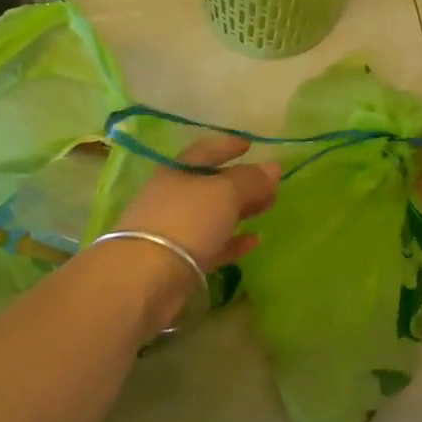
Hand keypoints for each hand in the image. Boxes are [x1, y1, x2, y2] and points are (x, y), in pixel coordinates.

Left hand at [105, 136, 281, 330]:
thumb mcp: (224, 192)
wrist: (147, 277)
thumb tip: (274, 167)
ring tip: (268, 208)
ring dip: (240, 211)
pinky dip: (233, 241)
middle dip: (241, 182)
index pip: (205, 151)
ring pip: (213, 215)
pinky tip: (255, 241)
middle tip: (270, 184)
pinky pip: (212, 245)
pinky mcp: (180, 261)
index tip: (250, 144)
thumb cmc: (186, 220)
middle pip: (211, 185)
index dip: (228, 145)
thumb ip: (251, 180)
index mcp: (177, 172)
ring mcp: (175, 230)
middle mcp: (173, 197)